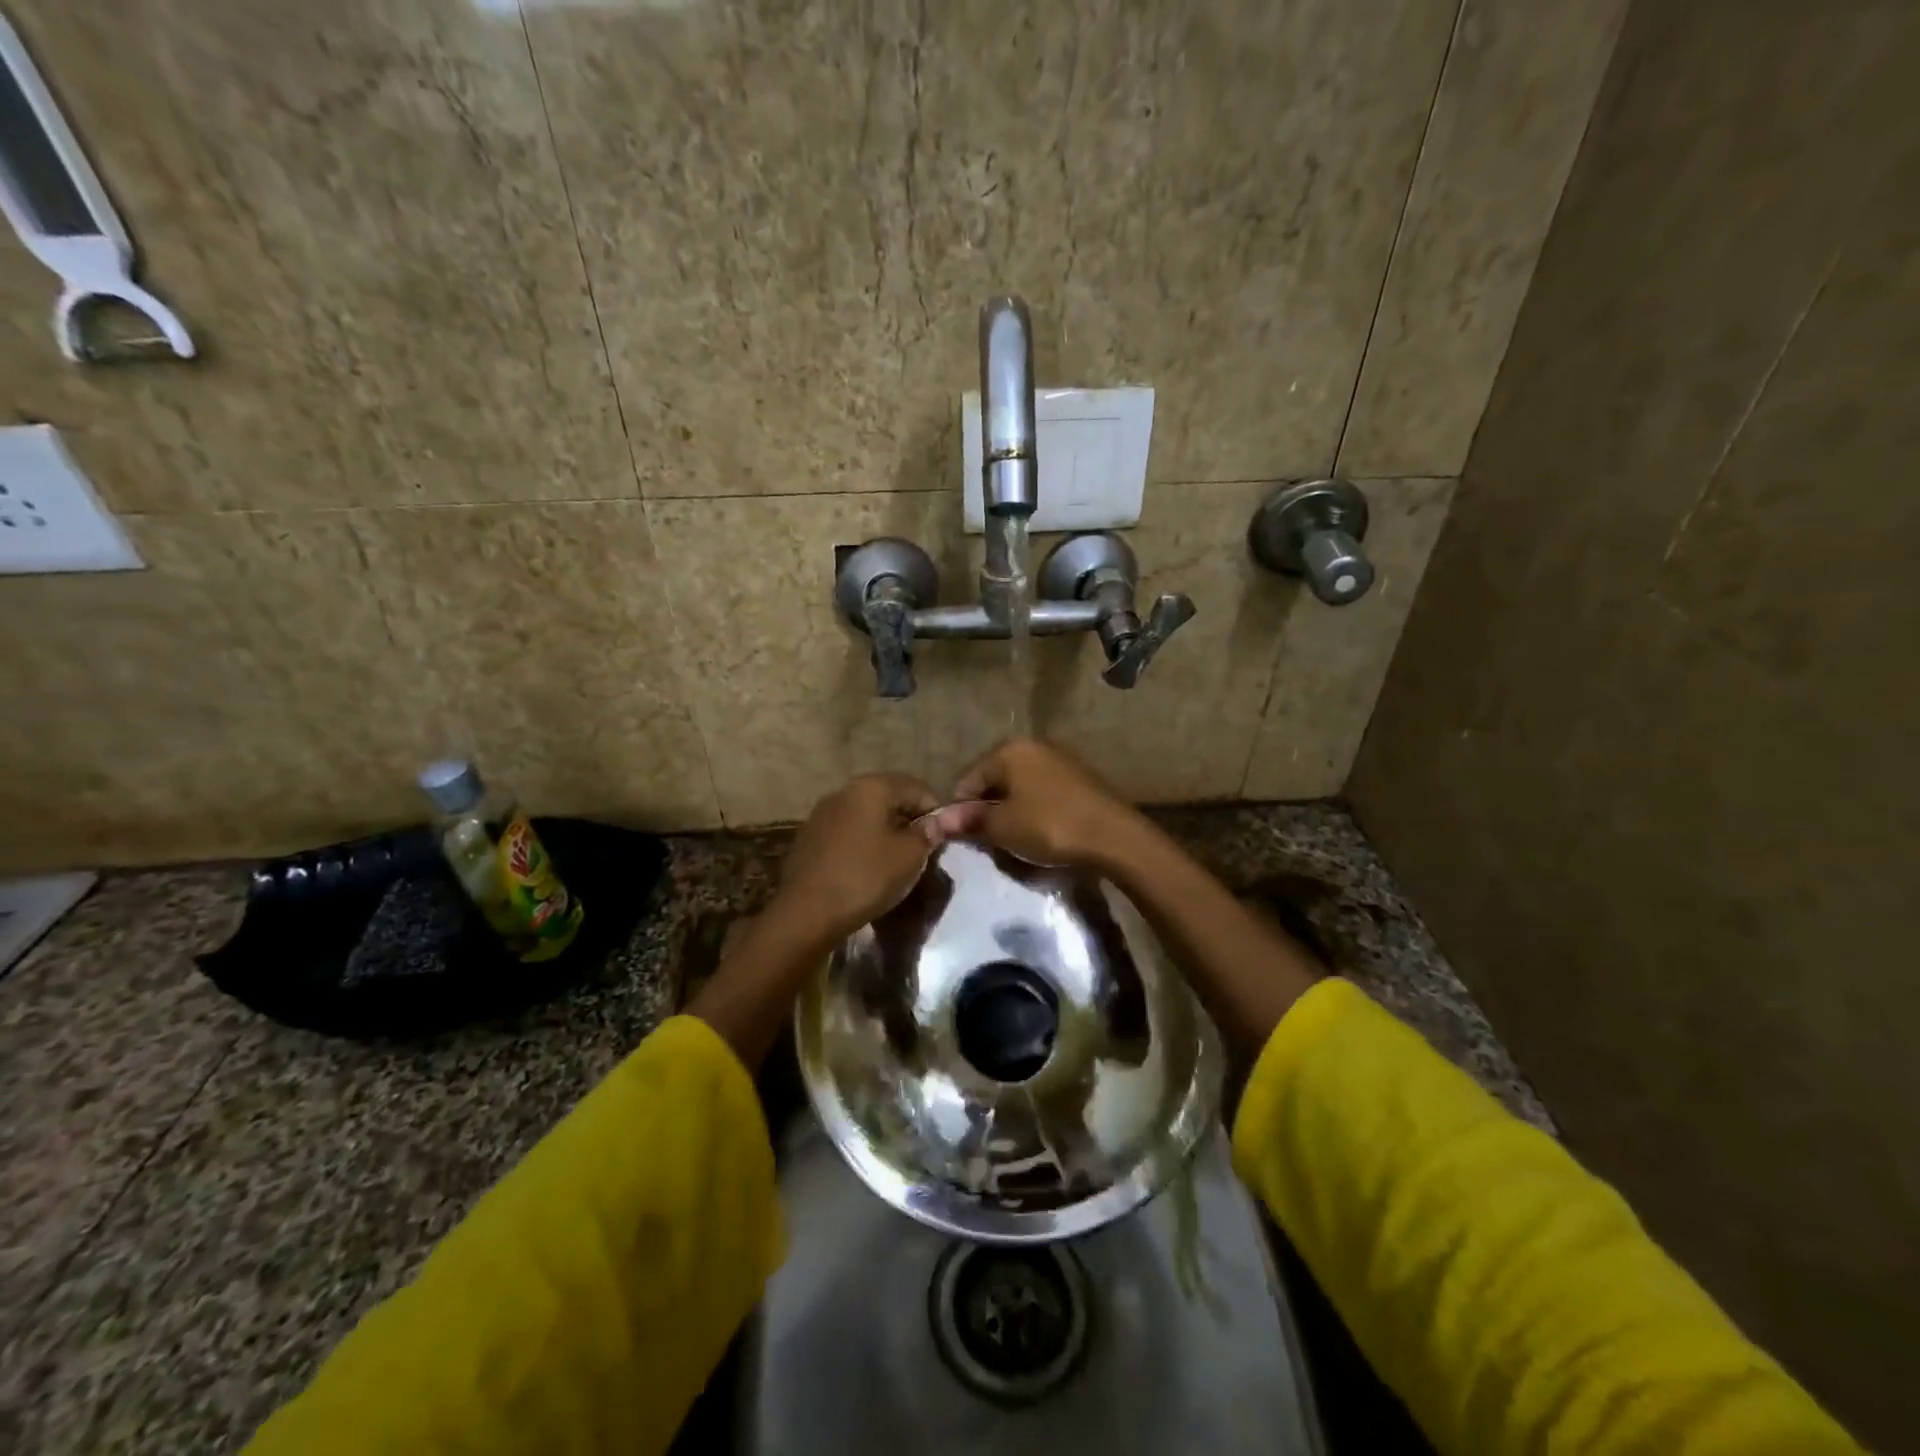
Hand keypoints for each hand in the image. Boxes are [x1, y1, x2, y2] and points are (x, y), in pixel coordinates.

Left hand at [770, 773, 940, 944]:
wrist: (806, 913)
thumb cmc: (865, 877)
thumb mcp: (909, 857)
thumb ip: (926, 834)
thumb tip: (933, 823)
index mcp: (871, 787)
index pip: (916, 787)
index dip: (935, 811)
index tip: (942, 839)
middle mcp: (844, 791)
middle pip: (888, 797)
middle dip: (909, 819)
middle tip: (922, 850)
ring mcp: (822, 813)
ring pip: (866, 815)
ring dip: (885, 831)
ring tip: (896, 860)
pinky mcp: (809, 837)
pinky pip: (847, 832)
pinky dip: (863, 843)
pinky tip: (867, 868)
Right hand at [938, 738, 1148, 870]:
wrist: (1114, 836)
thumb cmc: (1050, 826)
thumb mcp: (1003, 828)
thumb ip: (971, 821)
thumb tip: (940, 820)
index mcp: (1010, 749)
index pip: (968, 778)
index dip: (960, 809)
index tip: (963, 836)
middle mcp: (1033, 745)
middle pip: (995, 778)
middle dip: (987, 807)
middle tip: (987, 839)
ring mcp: (1059, 758)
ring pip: (1019, 785)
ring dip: (1011, 809)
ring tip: (1013, 837)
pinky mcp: (1079, 776)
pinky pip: (1042, 790)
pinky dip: (1033, 808)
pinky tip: (1039, 830)